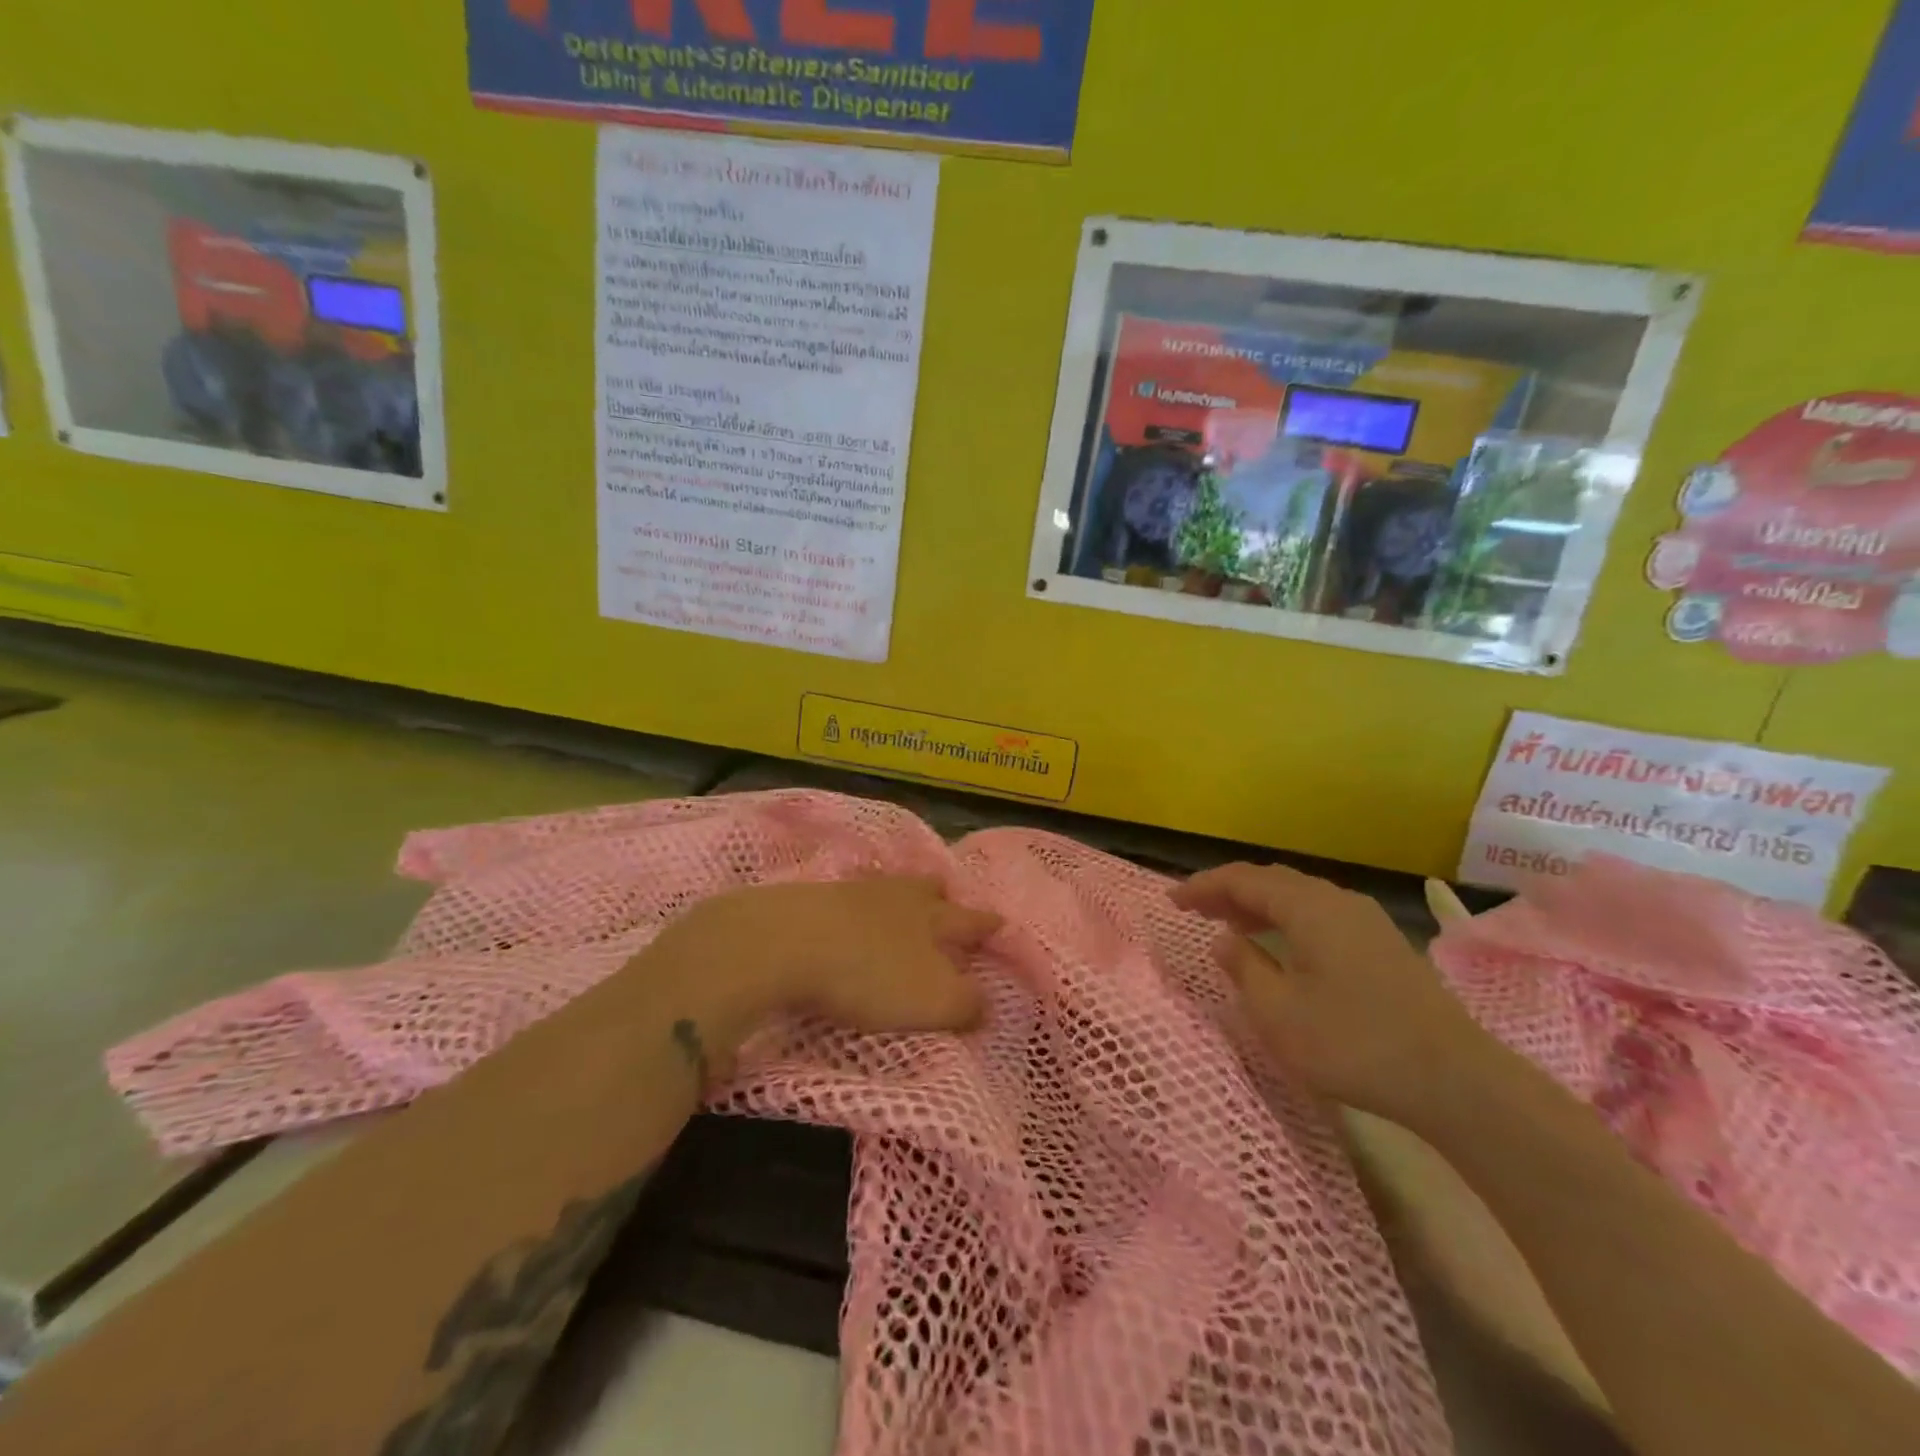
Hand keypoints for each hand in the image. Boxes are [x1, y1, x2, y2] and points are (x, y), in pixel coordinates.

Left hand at [643, 876, 1001, 1055]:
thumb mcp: (931, 1001)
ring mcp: (853, 893)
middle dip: (942, 896)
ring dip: (900, 897)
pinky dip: (858, 907)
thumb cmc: (869, 974)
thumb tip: (986, 1004)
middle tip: (947, 898)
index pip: (970, 921)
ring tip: (901, 904)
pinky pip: (849, 899)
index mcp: (932, 919)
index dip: (987, 926)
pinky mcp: (813, 899)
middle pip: (927, 890)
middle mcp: (898, 897)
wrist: (786, 942)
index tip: (1001, 922)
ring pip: (888, 889)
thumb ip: (966, 1004)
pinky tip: (851, 917)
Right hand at [1170, 862, 1499, 1125]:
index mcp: (1308, 907)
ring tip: (1231, 925)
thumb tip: (1225, 940)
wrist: (1454, 1078)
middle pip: (1272, 880)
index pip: (1243, 880)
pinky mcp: (1383, 943)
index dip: (1203, 886)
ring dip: (1260, 904)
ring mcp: (1366, 920)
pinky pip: (1320, 913)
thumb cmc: (1354, 1043)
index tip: (1172, 900)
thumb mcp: (1279, 1013)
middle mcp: (1337, 900)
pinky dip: (1288, 918)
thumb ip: (1245, 968)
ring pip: (1299, 896)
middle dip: (1229, 891)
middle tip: (1196, 909)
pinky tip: (1283, 945)